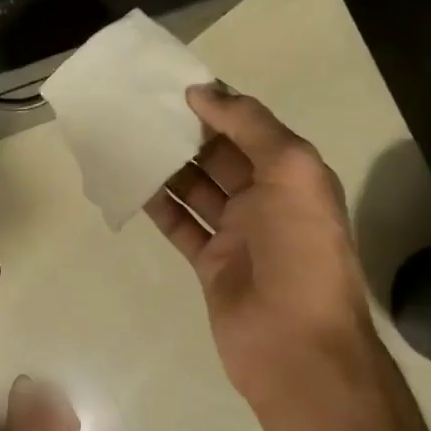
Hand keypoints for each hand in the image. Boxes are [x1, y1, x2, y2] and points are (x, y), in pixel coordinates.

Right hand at [144, 85, 379, 411]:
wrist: (296, 345)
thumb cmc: (301, 250)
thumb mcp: (292, 171)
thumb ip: (250, 126)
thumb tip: (205, 92)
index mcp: (292, 175)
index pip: (251, 128)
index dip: (217, 105)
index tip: (174, 85)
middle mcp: (266, 199)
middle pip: (220, 155)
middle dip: (187, 133)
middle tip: (141, 109)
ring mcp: (237, 232)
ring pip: (196, 188)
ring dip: (168, 165)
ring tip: (129, 138)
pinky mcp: (210, 263)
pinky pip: (180, 224)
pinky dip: (158, 205)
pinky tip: (130, 182)